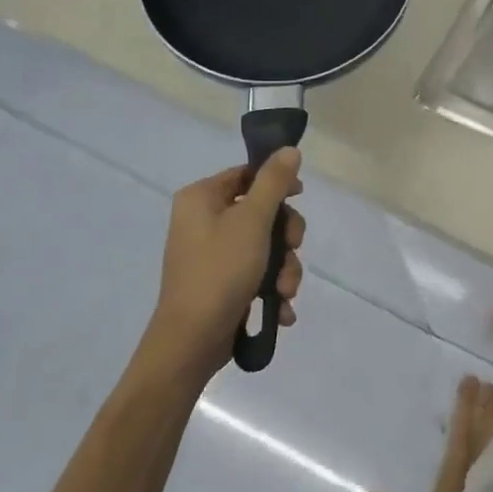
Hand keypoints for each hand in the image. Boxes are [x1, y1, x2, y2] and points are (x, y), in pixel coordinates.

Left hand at [141, 149, 305, 380]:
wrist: (191, 342)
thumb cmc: (220, 271)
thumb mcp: (252, 221)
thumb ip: (274, 182)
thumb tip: (289, 150)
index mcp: (201, 198)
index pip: (246, 174)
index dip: (277, 183)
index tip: (300, 197)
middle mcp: (202, 221)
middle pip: (261, 212)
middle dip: (285, 237)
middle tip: (292, 249)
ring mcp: (212, 254)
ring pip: (264, 246)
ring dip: (284, 268)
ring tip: (285, 291)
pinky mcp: (221, 283)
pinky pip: (256, 272)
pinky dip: (272, 287)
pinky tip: (281, 307)